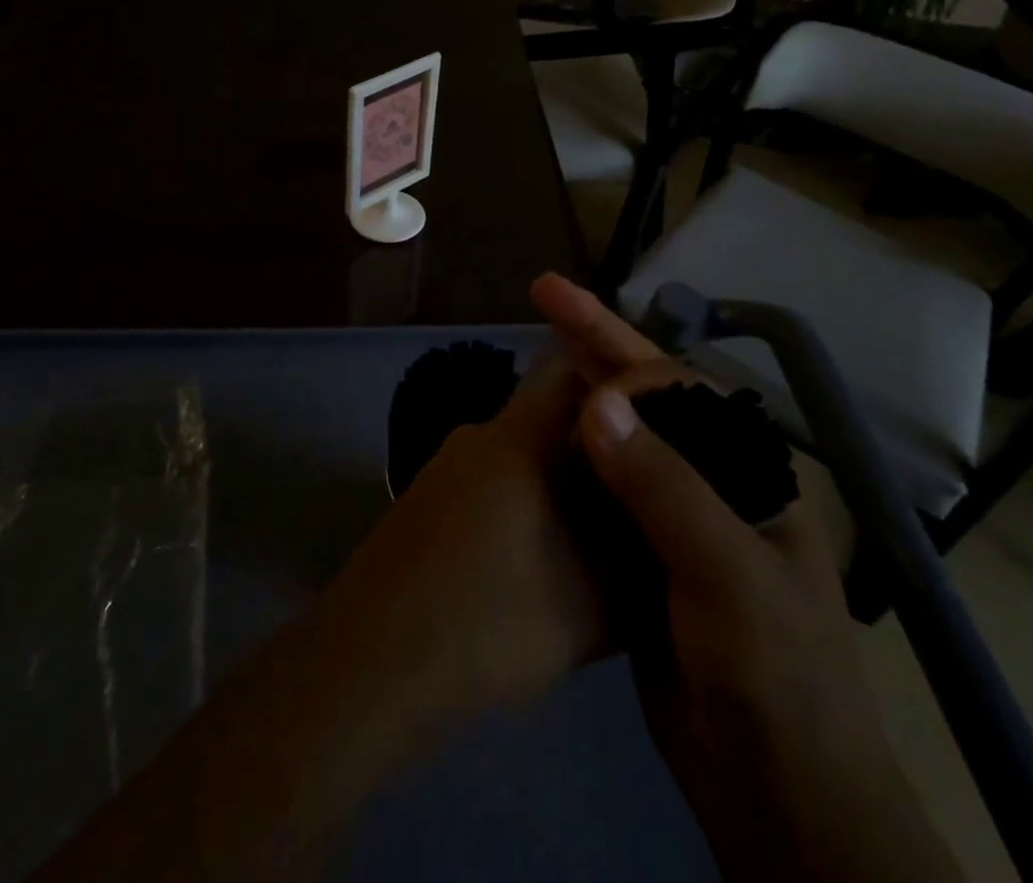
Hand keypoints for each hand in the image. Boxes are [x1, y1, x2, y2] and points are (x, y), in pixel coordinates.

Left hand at [311, 271, 686, 717]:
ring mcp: (445, 465)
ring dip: (554, 481)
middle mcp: (479, 434)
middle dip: (593, 445)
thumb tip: (659, 531)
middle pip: (547, 415)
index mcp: (519, 437)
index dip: (616, 384)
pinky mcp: (424, 499)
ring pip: (517, 454)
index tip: (655, 416)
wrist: (373, 664)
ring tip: (591, 533)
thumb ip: (636, 560)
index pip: (570, 368)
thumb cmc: (491, 621)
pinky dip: (519, 502)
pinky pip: (488, 480)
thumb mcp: (592, 605)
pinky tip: (534, 558)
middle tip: (633, 488)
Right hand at [565, 290, 960, 882]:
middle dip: (596, 340)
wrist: (776, 796)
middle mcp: (712, 476)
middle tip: (545, 291)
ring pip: (618, 435)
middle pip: (646, 395)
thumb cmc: (776, 676)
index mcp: (747, 466)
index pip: (679, 387)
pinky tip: (535, 432)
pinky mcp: (640, 552)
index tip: (569, 355)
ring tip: (535, 342)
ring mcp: (674, 514)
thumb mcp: (729, 576)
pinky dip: (568, 452)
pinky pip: (600, 486)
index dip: (624, 360)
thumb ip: (665, 487)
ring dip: (579, 386)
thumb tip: (594, 404)